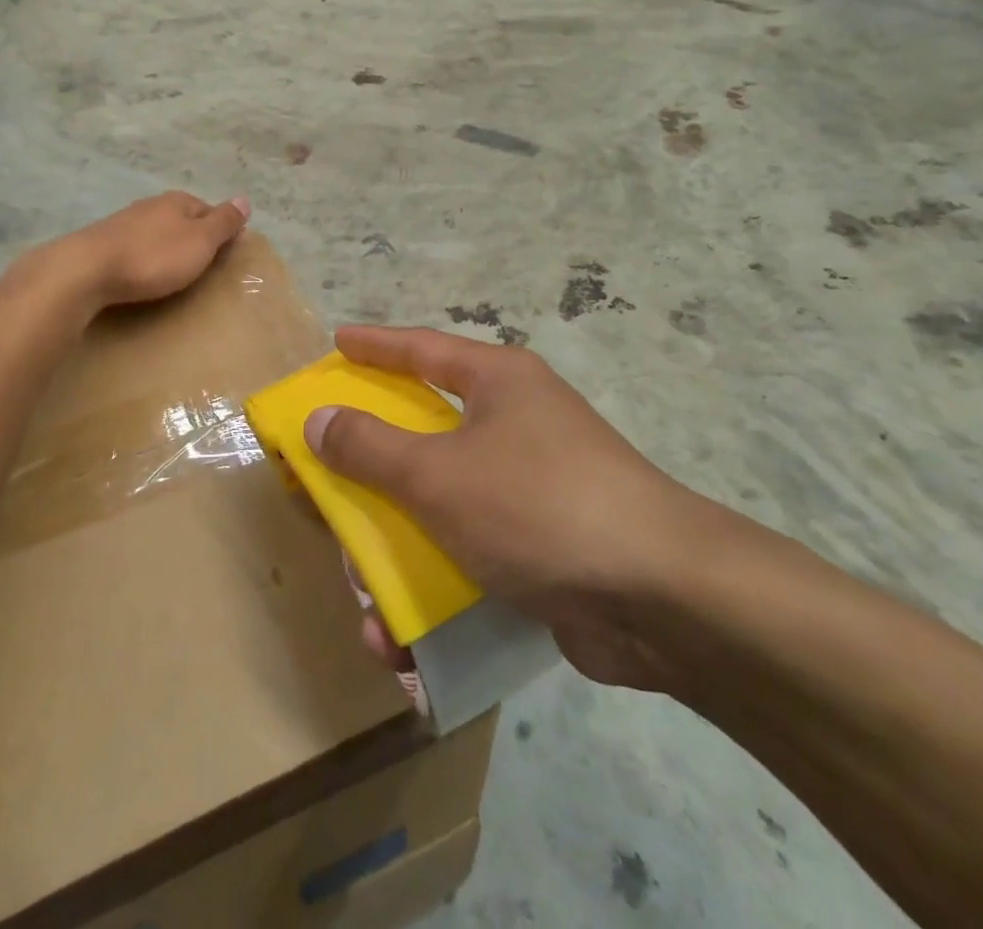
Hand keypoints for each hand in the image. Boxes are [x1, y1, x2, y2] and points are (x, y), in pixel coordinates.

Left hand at [49, 191, 250, 309]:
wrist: (87, 270)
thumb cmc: (154, 257)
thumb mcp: (200, 241)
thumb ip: (223, 222)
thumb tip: (245, 199)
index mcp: (177, 201)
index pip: (209, 210)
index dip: (220, 230)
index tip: (226, 254)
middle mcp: (151, 205)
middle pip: (181, 219)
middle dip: (192, 239)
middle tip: (201, 267)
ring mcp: (124, 223)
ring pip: (156, 233)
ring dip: (166, 248)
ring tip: (172, 273)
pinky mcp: (103, 243)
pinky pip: (134, 248)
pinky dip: (144, 259)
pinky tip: (142, 273)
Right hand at [306, 326, 728, 691]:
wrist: (663, 599)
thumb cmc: (538, 504)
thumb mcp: (438, 473)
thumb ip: (370, 447)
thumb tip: (319, 419)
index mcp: (497, 383)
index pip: (422, 349)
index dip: (374, 345)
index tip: (337, 342)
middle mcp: (514, 424)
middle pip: (422, 435)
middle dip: (371, 474)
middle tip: (328, 490)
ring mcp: (529, 487)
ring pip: (439, 505)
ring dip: (396, 552)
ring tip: (366, 599)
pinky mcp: (541, 546)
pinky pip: (468, 554)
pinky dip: (435, 588)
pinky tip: (403, 641)